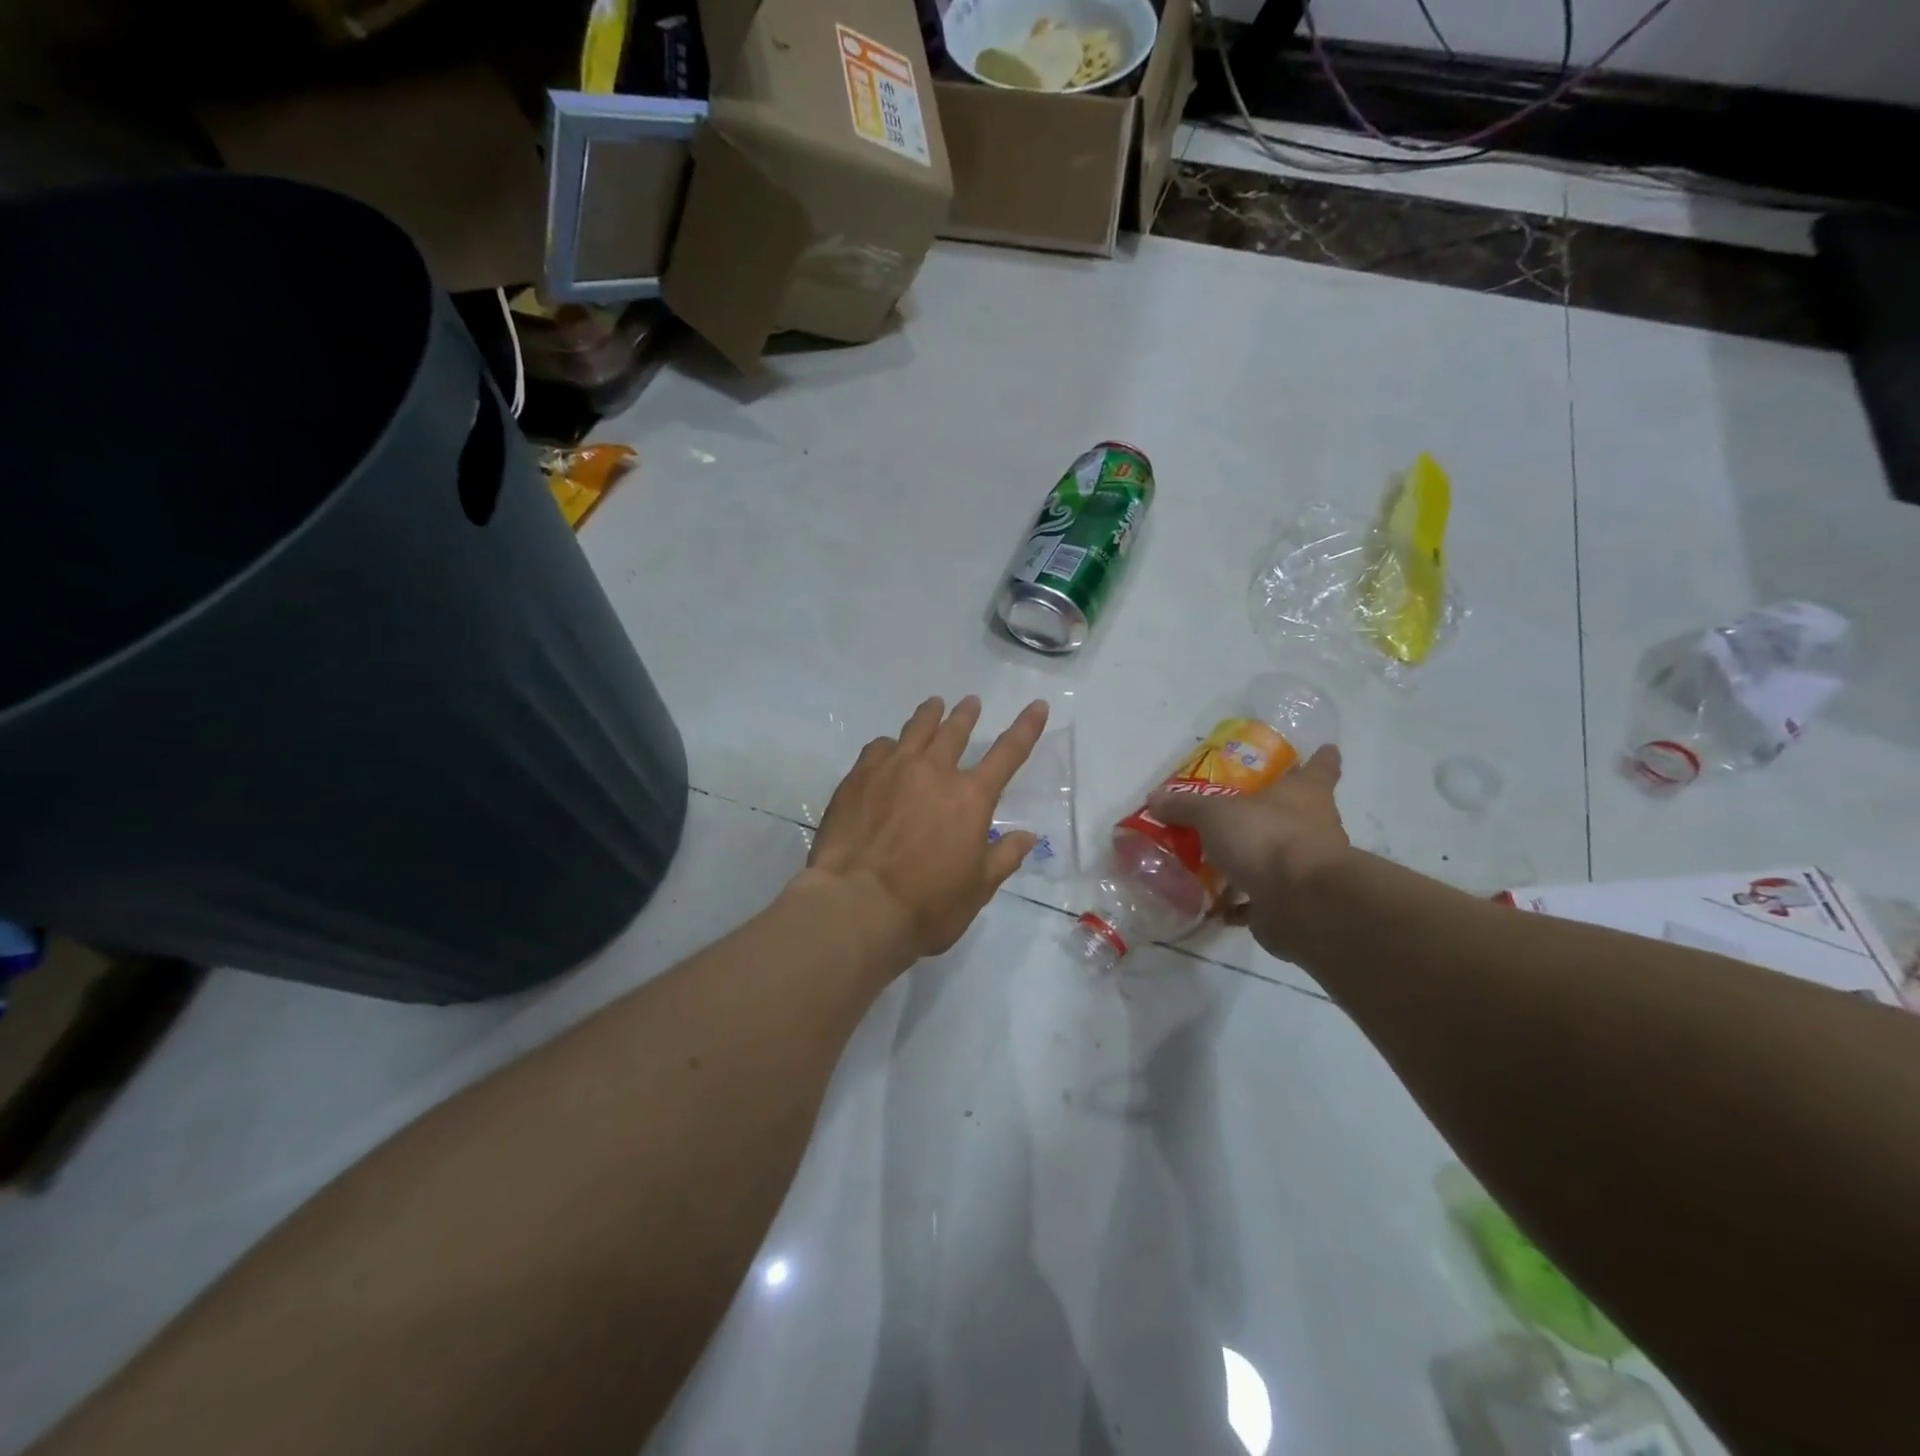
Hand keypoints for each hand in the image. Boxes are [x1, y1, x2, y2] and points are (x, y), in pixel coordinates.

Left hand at [803, 695, 1049, 972]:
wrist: (856, 904)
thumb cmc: (926, 904)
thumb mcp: (977, 889)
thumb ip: (1003, 857)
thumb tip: (1028, 836)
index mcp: (970, 797)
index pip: (1008, 753)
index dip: (1026, 727)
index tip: (1037, 705)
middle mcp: (934, 771)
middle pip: (955, 731)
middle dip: (966, 714)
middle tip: (970, 703)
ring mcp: (892, 769)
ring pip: (916, 729)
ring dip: (930, 714)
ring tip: (934, 705)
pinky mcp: (858, 777)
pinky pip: (878, 747)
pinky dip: (890, 744)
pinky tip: (887, 748)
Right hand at [1147, 743, 1349, 961]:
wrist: (1303, 902)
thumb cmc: (1267, 837)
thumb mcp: (1215, 814)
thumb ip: (1186, 806)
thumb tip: (1155, 797)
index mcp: (1305, 794)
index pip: (1321, 768)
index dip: (1321, 759)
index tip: (1324, 750)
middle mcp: (1315, 826)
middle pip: (1297, 813)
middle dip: (1270, 812)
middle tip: (1235, 810)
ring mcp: (1307, 868)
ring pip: (1278, 857)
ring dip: (1252, 860)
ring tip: (1213, 861)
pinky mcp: (1295, 902)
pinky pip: (1262, 899)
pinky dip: (1241, 903)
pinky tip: (1214, 905)